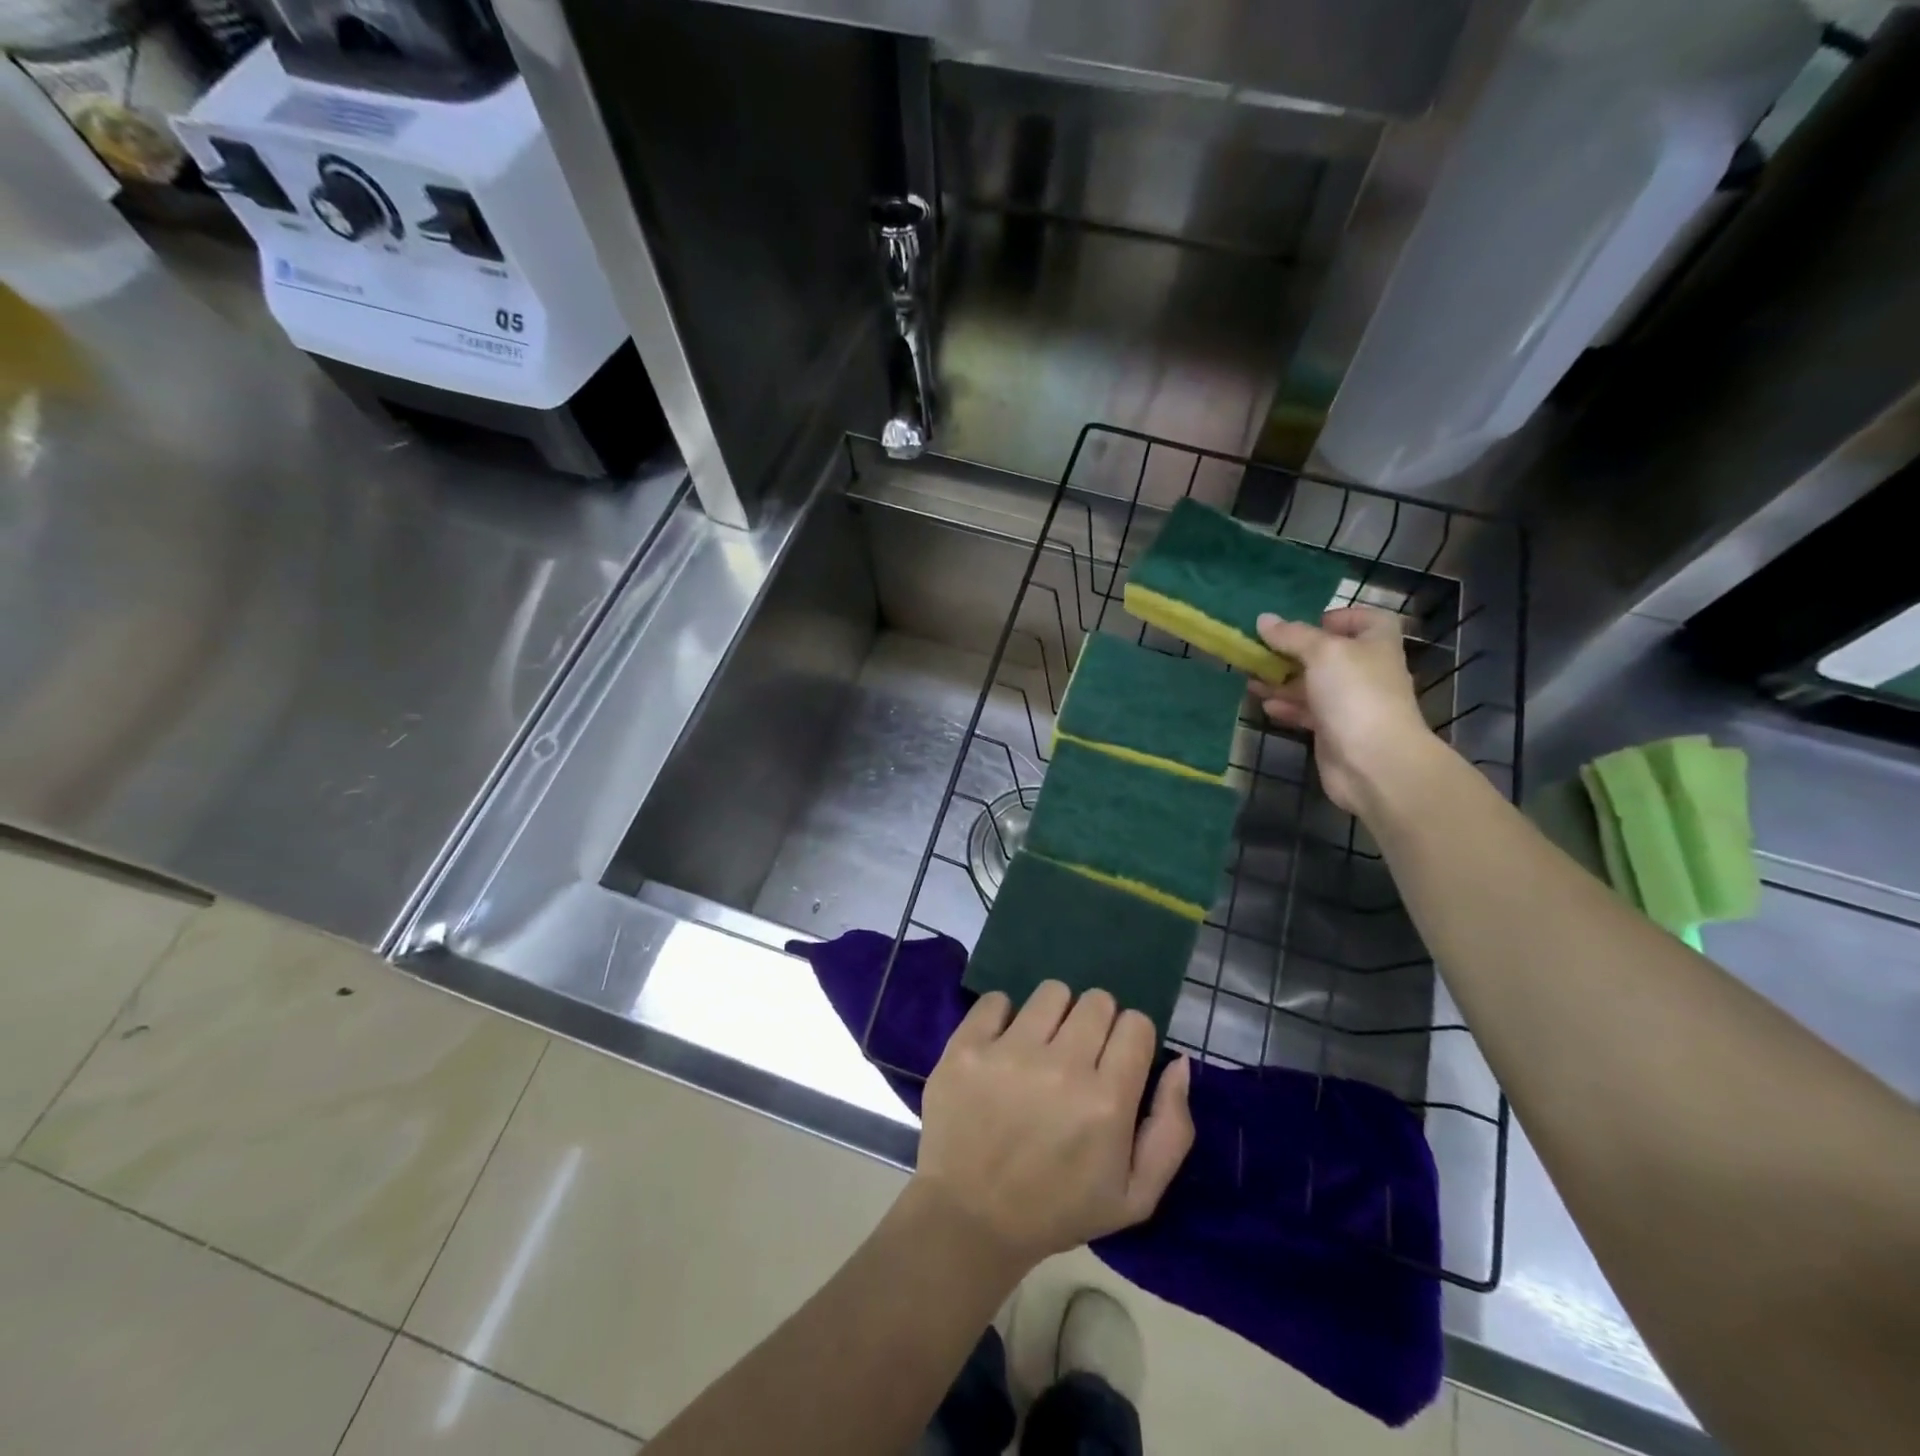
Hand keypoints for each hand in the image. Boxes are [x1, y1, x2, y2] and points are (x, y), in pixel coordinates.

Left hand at [912, 982, 1193, 1272]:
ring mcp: (1009, 1052)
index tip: (1115, 1060)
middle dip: (1095, 1023)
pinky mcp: (967, 1046)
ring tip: (1040, 1048)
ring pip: (1051, 992)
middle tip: (1078, 1056)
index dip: (1130, 1039)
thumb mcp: (1136, 1195)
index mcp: (1107, 1102)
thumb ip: (1171, 1128)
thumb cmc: (1058, 1209)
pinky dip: (1002, 1017)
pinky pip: (996, 999)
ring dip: (1053, 1015)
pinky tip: (1002, 1047)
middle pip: (1097, 1001)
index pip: (1136, 1024)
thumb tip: (1179, 1063)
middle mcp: (1061, 1067)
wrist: (970, 1219)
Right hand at [1252, 606, 1439, 817]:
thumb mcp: (1322, 652)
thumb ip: (1292, 635)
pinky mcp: (1334, 729)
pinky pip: (1306, 711)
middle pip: (1328, 653)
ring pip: (1312, 684)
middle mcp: (1365, 670)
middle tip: (1260, 650)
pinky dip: (1286, 706)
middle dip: (1293, 651)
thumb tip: (1264, 619)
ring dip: (1282, 680)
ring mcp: (1350, 702)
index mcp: (1375, 643)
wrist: (1373, 761)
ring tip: (1250, 678)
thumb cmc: (1354, 694)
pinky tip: (1264, 705)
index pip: (1364, 619)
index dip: (1338, 617)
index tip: (1306, 622)